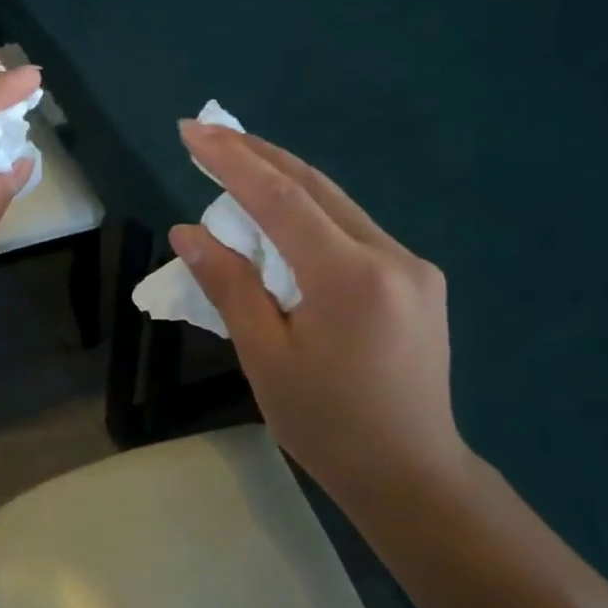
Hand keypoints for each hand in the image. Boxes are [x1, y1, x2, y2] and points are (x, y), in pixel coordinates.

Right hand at [169, 123, 472, 499]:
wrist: (412, 475)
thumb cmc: (327, 425)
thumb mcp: (265, 357)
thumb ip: (230, 286)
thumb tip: (188, 231)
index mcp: (349, 277)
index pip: (281, 198)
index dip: (232, 160)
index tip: (192, 131)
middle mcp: (391, 256)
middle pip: (315, 186)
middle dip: (258, 154)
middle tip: (209, 133)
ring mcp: (413, 266)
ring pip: (337, 205)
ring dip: (285, 181)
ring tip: (237, 164)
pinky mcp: (419, 280)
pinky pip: (354, 231)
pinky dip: (312, 214)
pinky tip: (283, 218)